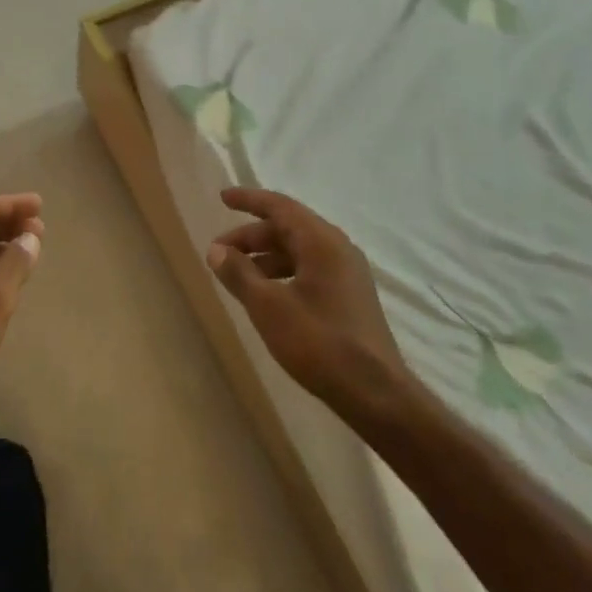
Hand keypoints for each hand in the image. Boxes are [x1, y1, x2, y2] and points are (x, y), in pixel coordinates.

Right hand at [208, 188, 408, 418]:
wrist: (375, 393)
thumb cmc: (319, 342)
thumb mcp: (268, 306)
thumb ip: (239, 274)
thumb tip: (216, 250)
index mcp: (321, 241)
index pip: (279, 206)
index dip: (249, 200)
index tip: (223, 198)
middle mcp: (337, 248)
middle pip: (288, 228)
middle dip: (251, 237)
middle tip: (219, 253)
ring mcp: (347, 273)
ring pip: (298, 251)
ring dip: (265, 258)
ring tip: (237, 276)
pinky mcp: (350, 296)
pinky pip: (309, 269)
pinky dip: (283, 273)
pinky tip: (266, 295)